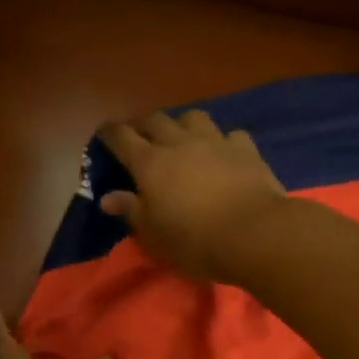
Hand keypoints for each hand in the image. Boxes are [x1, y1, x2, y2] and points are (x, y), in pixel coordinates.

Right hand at [97, 111, 286, 283]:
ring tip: (183, 139)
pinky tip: (224, 153)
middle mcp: (179, 143)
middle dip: (143, 125)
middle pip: (155, 120)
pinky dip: (223, 141)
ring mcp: (215, 142)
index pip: (121, 137)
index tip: (104, 135)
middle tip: (141, 138)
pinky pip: (230, 135)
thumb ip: (131, 210)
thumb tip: (107, 197)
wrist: (254, 234)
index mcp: (150, 163)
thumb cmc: (195, 241)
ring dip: (182, 124)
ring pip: (193, 117)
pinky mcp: (246, 149)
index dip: (109, 134)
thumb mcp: (154, 234)